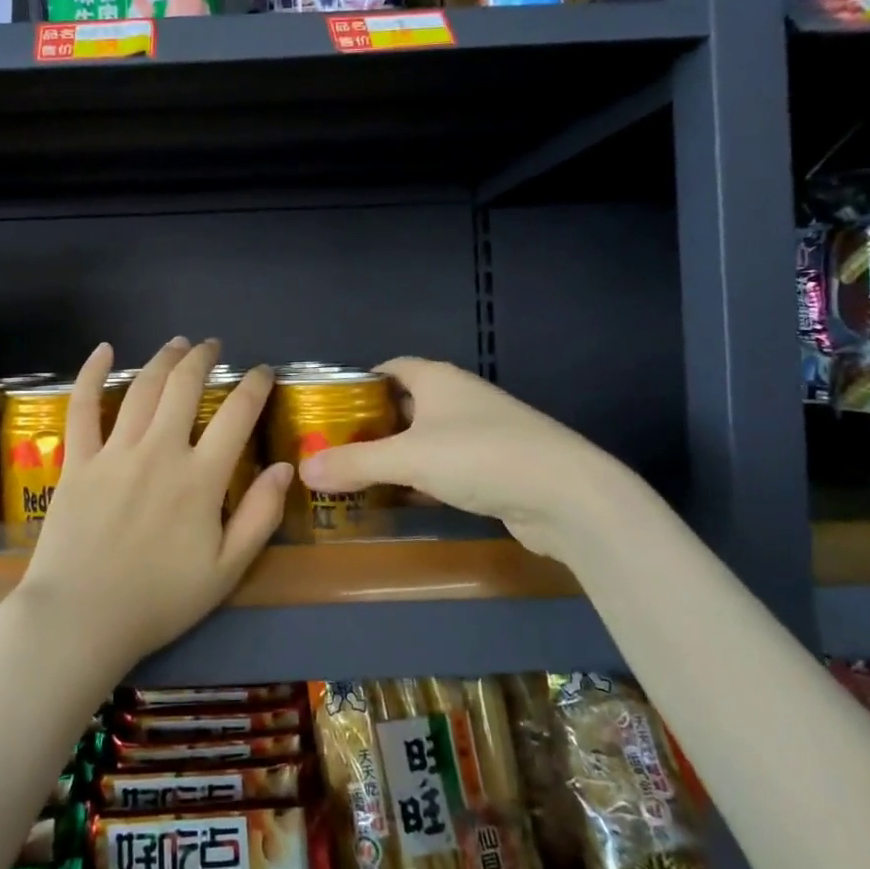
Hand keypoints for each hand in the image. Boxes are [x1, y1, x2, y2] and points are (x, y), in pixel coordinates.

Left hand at [5, 337, 292, 677]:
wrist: (81, 618)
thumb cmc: (159, 600)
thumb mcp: (227, 571)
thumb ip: (260, 516)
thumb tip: (284, 467)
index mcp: (201, 478)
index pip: (236, 415)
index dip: (254, 386)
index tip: (263, 372)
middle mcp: (160, 451)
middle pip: (185, 387)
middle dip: (203, 359)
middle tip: (213, 346)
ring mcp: (114, 452)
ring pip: (142, 389)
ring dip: (163, 360)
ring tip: (177, 344)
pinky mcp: (78, 461)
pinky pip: (83, 407)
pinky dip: (92, 374)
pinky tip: (104, 350)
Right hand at [297, 357, 641, 560]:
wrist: (566, 495)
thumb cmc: (480, 456)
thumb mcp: (408, 458)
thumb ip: (354, 463)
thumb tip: (303, 469)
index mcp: (437, 379)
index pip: (389, 368)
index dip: (358, 384)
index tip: (328, 409)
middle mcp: (458, 399)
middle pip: (403, 405)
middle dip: (370, 425)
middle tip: (332, 447)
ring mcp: (478, 434)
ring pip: (423, 439)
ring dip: (394, 456)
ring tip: (355, 475)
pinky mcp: (492, 468)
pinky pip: (443, 467)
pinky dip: (419, 479)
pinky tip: (398, 500)